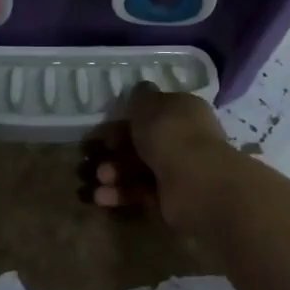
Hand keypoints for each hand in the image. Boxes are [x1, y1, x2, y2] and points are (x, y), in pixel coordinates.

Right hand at [80, 84, 234, 230]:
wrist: (195, 182)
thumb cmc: (170, 134)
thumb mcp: (149, 104)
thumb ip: (141, 97)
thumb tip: (141, 90)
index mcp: (184, 111)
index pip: (153, 113)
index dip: (125, 120)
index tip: (103, 130)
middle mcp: (183, 139)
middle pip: (143, 142)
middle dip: (115, 149)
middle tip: (94, 154)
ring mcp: (178, 170)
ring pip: (138, 168)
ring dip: (114, 172)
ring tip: (99, 178)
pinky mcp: (170, 199)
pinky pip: (140, 193)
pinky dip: (120, 194)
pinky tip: (101, 196)